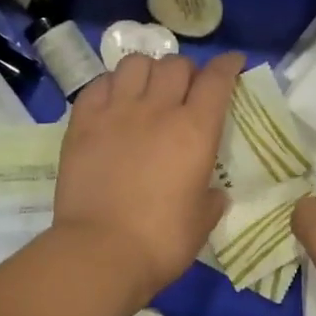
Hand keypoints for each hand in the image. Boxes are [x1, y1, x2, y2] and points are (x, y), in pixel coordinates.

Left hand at [51, 51, 244, 300]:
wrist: (101, 252)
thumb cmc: (161, 241)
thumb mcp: (202, 221)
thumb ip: (211, 198)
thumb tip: (213, 192)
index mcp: (195, 130)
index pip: (217, 80)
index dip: (228, 66)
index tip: (233, 63)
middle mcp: (157, 109)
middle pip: (176, 64)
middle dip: (187, 70)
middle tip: (187, 89)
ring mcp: (116, 112)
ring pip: (135, 64)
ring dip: (148, 71)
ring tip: (147, 89)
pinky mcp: (82, 123)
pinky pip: (98, 84)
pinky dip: (111, 84)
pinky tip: (114, 100)